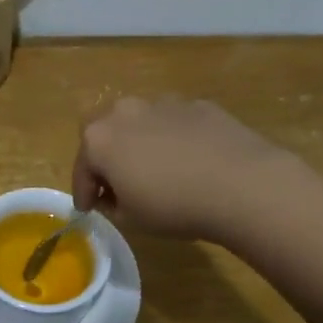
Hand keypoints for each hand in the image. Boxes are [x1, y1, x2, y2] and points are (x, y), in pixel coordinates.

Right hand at [72, 97, 287, 240]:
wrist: (241, 184)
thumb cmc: (174, 206)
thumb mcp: (132, 219)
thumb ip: (112, 204)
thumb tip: (114, 194)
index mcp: (99, 139)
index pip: (81, 168)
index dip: (83, 192)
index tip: (89, 209)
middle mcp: (125, 112)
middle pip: (106, 134)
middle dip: (107, 157)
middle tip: (118, 183)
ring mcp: (163, 103)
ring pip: (141, 123)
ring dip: (141, 143)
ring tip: (158, 170)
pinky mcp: (197, 104)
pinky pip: (175, 123)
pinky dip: (175, 138)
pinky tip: (191, 160)